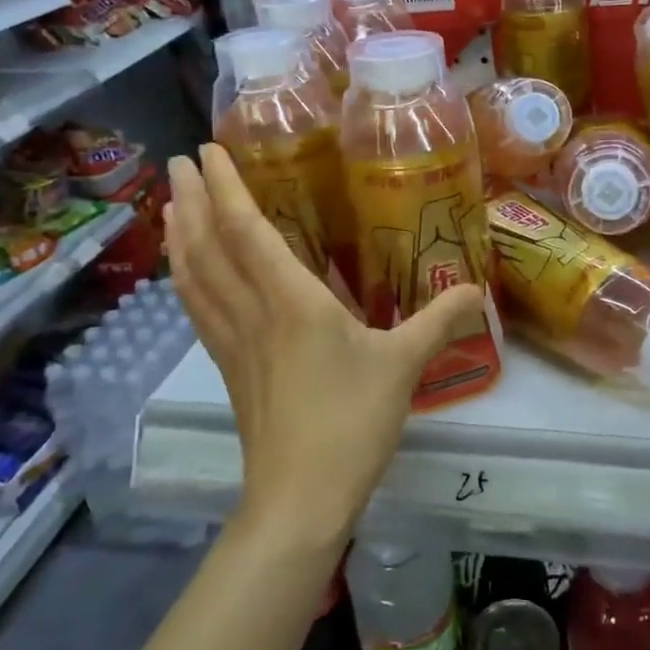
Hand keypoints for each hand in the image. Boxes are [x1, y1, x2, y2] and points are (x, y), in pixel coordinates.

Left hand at [164, 145, 484, 549]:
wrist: (301, 498)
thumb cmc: (352, 422)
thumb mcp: (404, 365)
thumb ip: (439, 320)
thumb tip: (478, 289)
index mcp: (292, 301)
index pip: (247, 231)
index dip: (225, 188)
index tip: (205, 152)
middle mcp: (253, 312)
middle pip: (208, 246)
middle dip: (191, 200)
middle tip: (177, 162)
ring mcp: (233, 342)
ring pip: (194, 277)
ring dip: (180, 236)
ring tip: (171, 206)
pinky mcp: (228, 367)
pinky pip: (198, 309)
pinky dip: (186, 279)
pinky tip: (185, 273)